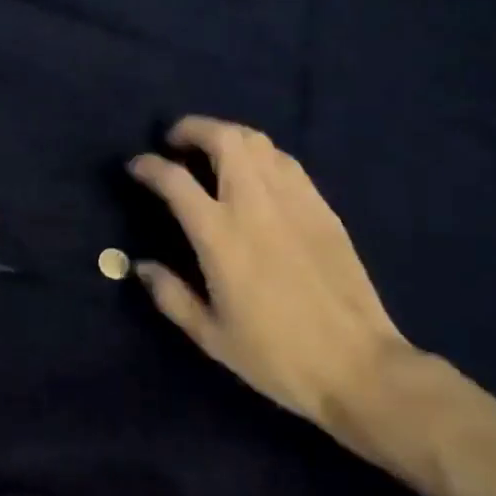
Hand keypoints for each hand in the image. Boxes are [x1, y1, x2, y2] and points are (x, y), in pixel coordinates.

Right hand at [128, 117, 416, 438]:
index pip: (174, 179)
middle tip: (175, 141)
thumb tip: (140, 267)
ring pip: (257, 141)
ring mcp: (293, 201)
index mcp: (219, 235)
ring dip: (227, 136)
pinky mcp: (322, 208)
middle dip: (192, 128)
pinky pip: (286, 162)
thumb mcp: (211, 335)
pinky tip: (255, 174)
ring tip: (212, 151)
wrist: (359, 368)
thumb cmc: (277, 356)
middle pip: (223, 139)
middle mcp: (254, 204)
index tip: (136, 166)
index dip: (148, 166)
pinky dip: (260, 155)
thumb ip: (170, 295)